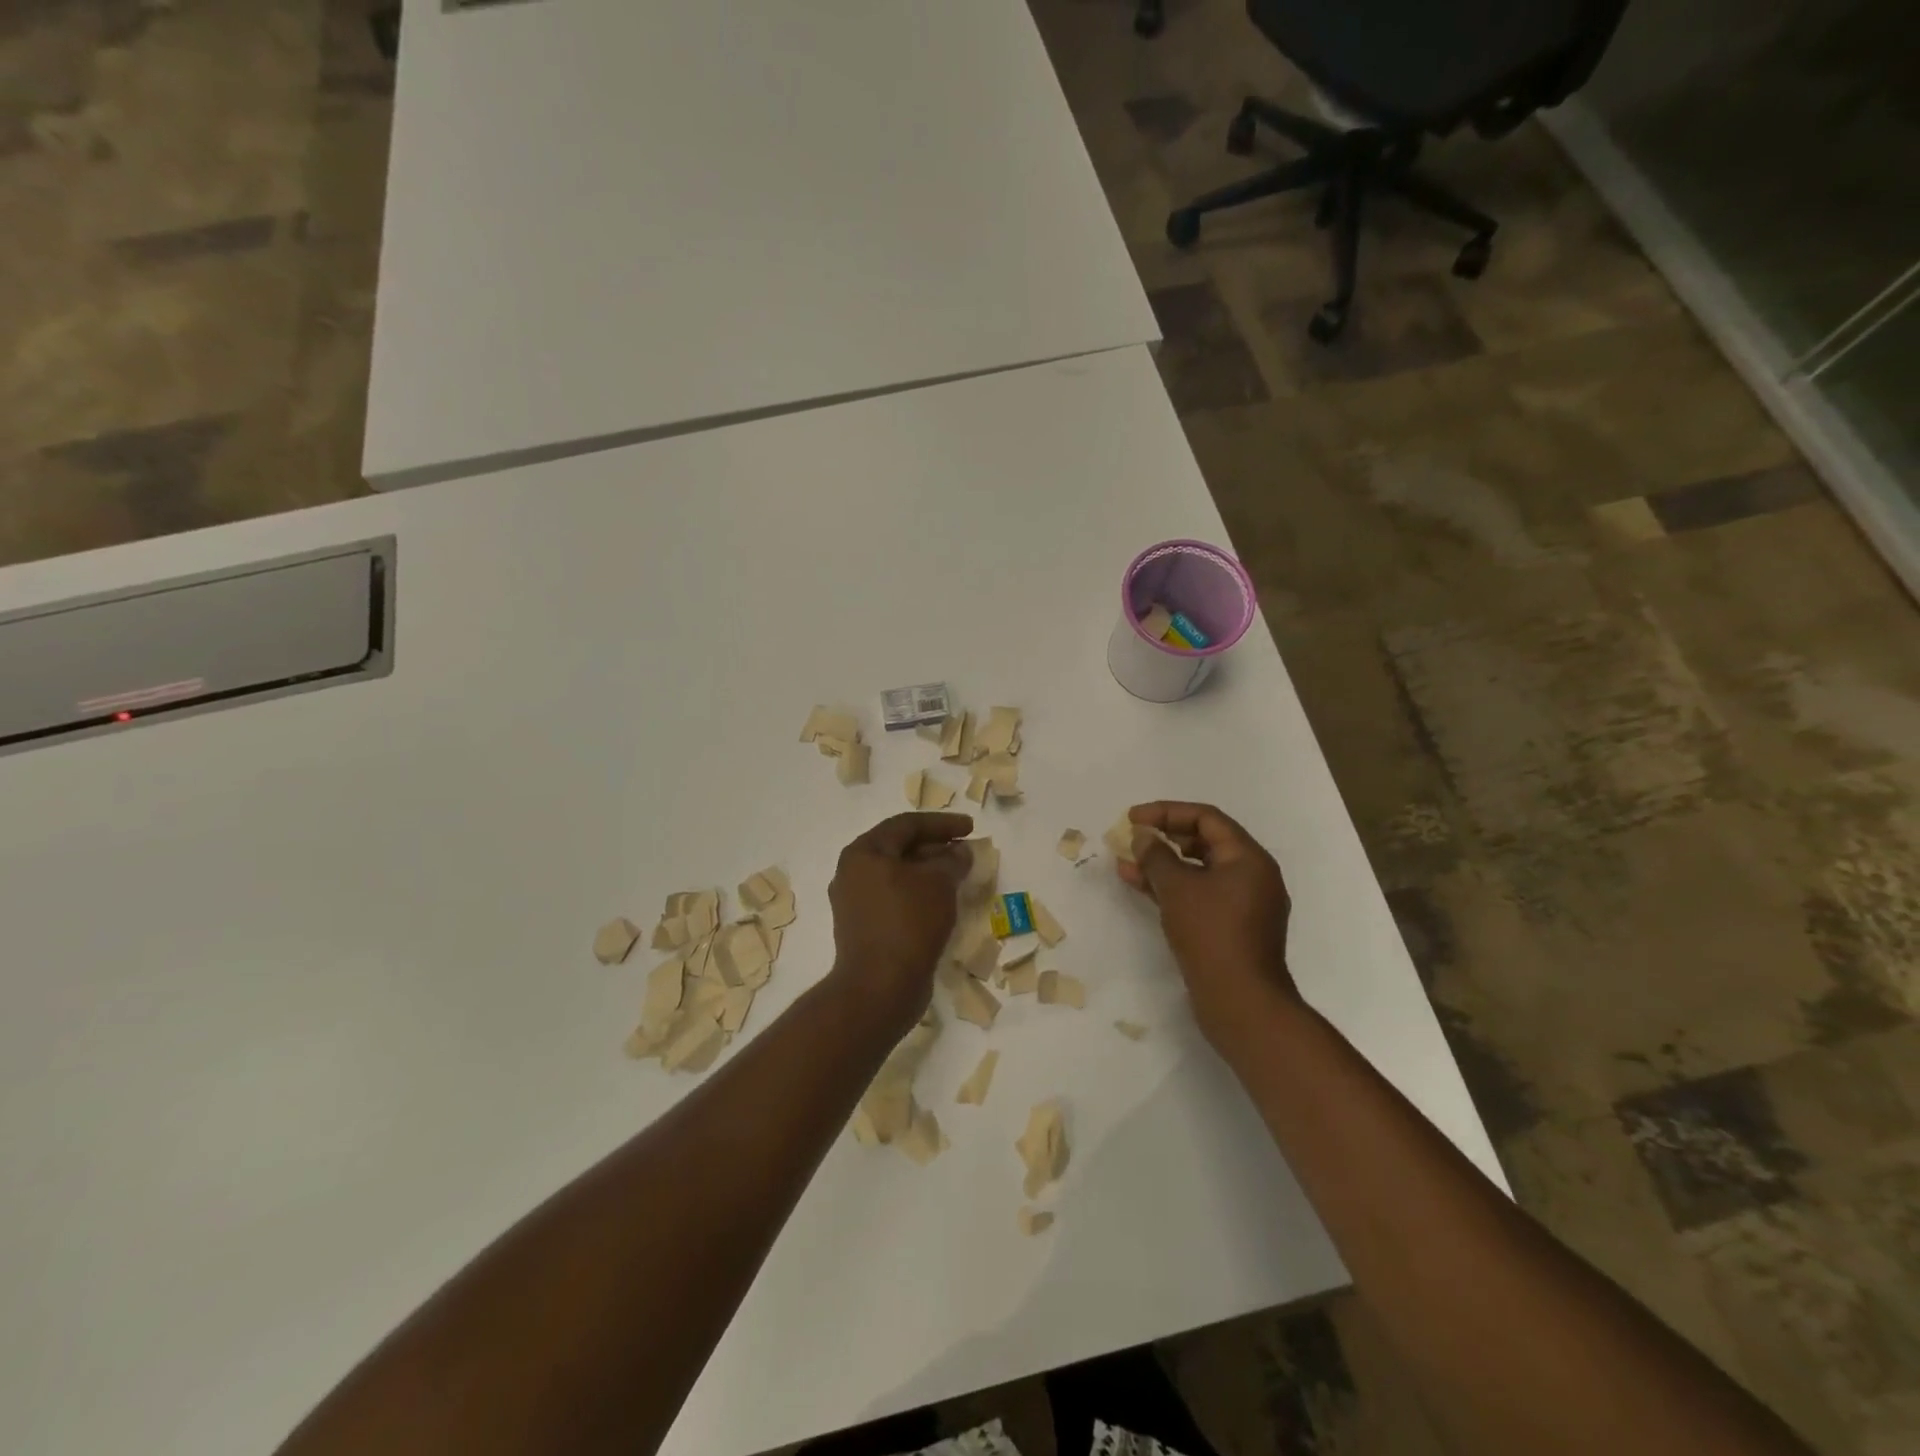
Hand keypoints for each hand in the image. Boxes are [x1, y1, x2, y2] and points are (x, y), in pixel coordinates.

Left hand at [826, 812, 973, 1032]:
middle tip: (965, 850)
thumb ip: (952, 860)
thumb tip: (958, 851)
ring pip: (897, 875)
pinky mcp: (863, 928)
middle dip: (935, 847)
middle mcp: (852, 872)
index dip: (942, 823)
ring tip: (958, 875)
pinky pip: (895, 899)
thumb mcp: (938, 883)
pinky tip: (942, 902)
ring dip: (928, 872)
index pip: (906, 824)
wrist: (879, 988)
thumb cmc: (908, 923)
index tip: (970, 827)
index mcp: (864, 852)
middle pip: (899, 848)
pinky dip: (919, 894)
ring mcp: (855, 902)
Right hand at [1118, 801, 1298, 1052]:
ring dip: (1163, 864)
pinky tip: (1140, 886)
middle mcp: (1252, 876)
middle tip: (1132, 838)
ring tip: (1126, 862)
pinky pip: (1200, 895)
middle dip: (1165, 837)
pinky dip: (1173, 888)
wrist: (1241, 1003)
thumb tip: (1143, 836)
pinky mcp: (1231, 929)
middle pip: (1205, 842)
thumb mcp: (1177, 888)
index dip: (1167, 812)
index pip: (1207, 819)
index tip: (1133, 817)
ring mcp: (1243, 905)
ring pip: (1199, 871)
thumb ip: (1156, 856)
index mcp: (1249, 859)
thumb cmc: (1211, 934)